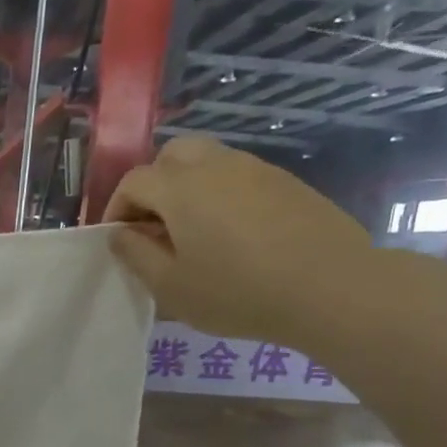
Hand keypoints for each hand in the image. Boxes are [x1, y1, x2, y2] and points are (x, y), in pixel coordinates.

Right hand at [103, 137, 374, 346]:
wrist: (329, 287)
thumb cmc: (236, 291)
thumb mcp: (169, 286)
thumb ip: (135, 255)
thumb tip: (120, 233)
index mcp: (181, 189)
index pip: (133, 181)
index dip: (116, 208)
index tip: (118, 240)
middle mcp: (216, 165)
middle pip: (172, 155)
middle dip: (153, 185)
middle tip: (153, 226)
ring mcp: (257, 169)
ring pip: (208, 161)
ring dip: (188, 188)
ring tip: (191, 232)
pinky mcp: (286, 182)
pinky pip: (239, 176)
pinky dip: (221, 194)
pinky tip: (230, 235)